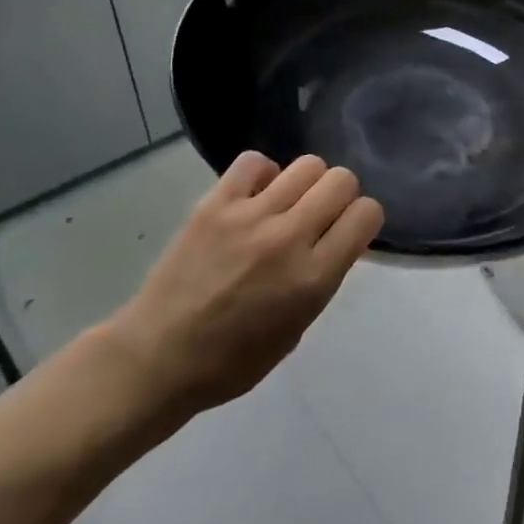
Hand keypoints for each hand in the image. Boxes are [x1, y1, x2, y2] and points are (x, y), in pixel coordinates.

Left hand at [102, 153, 383, 422]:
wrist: (157, 358)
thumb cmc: (231, 361)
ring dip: (305, 183)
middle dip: (340, 196)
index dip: (363, 219)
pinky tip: (254, 197)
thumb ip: (322, 278)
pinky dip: (262, 174)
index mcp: (313, 279)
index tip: (348, 231)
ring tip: (285, 205)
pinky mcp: (215, 203)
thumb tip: (332, 239)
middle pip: (341, 180)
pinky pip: (255, 162)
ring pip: (307, 164)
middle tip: (319, 217)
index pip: (366, 214)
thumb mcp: (296, 329)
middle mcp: (288, 239)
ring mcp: (250, 216)